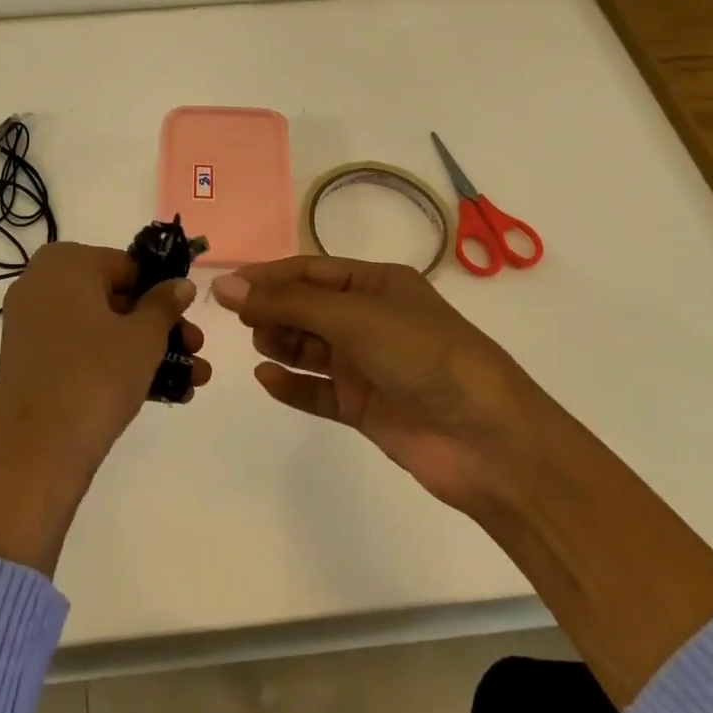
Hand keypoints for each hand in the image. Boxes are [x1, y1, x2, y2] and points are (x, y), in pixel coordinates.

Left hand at [0, 242, 206, 575]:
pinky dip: (115, 364)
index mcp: (64, 262)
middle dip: (161, 326)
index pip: (128, 266)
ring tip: (191, 380)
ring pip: (101, 328)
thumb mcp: (143, 338)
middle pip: (115, 297)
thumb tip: (180, 284)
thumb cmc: (95, 378)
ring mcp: (31, 324)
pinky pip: (81, 351)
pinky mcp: (30, 361)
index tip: (190, 320)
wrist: (34, 457)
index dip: (163, 293)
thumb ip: (165, 304)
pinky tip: (160, 393)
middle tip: (195, 351)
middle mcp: (41, 283)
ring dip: (147, 350)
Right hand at [210, 256, 531, 514]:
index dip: (268, 276)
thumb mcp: (353, 317)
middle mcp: (371, 320)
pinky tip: (266, 379)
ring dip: (281, 343)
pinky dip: (292, 384)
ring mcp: (368, 366)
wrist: (488, 440)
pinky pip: (318, 391)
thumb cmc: (422, 356)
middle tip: (237, 320)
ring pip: (310, 348)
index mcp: (377, 285)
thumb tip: (224, 286)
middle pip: (307, 308)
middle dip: (272, 310)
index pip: (310, 272)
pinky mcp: (365, 408)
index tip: (226, 286)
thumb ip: (287, 303)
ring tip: (259, 344)